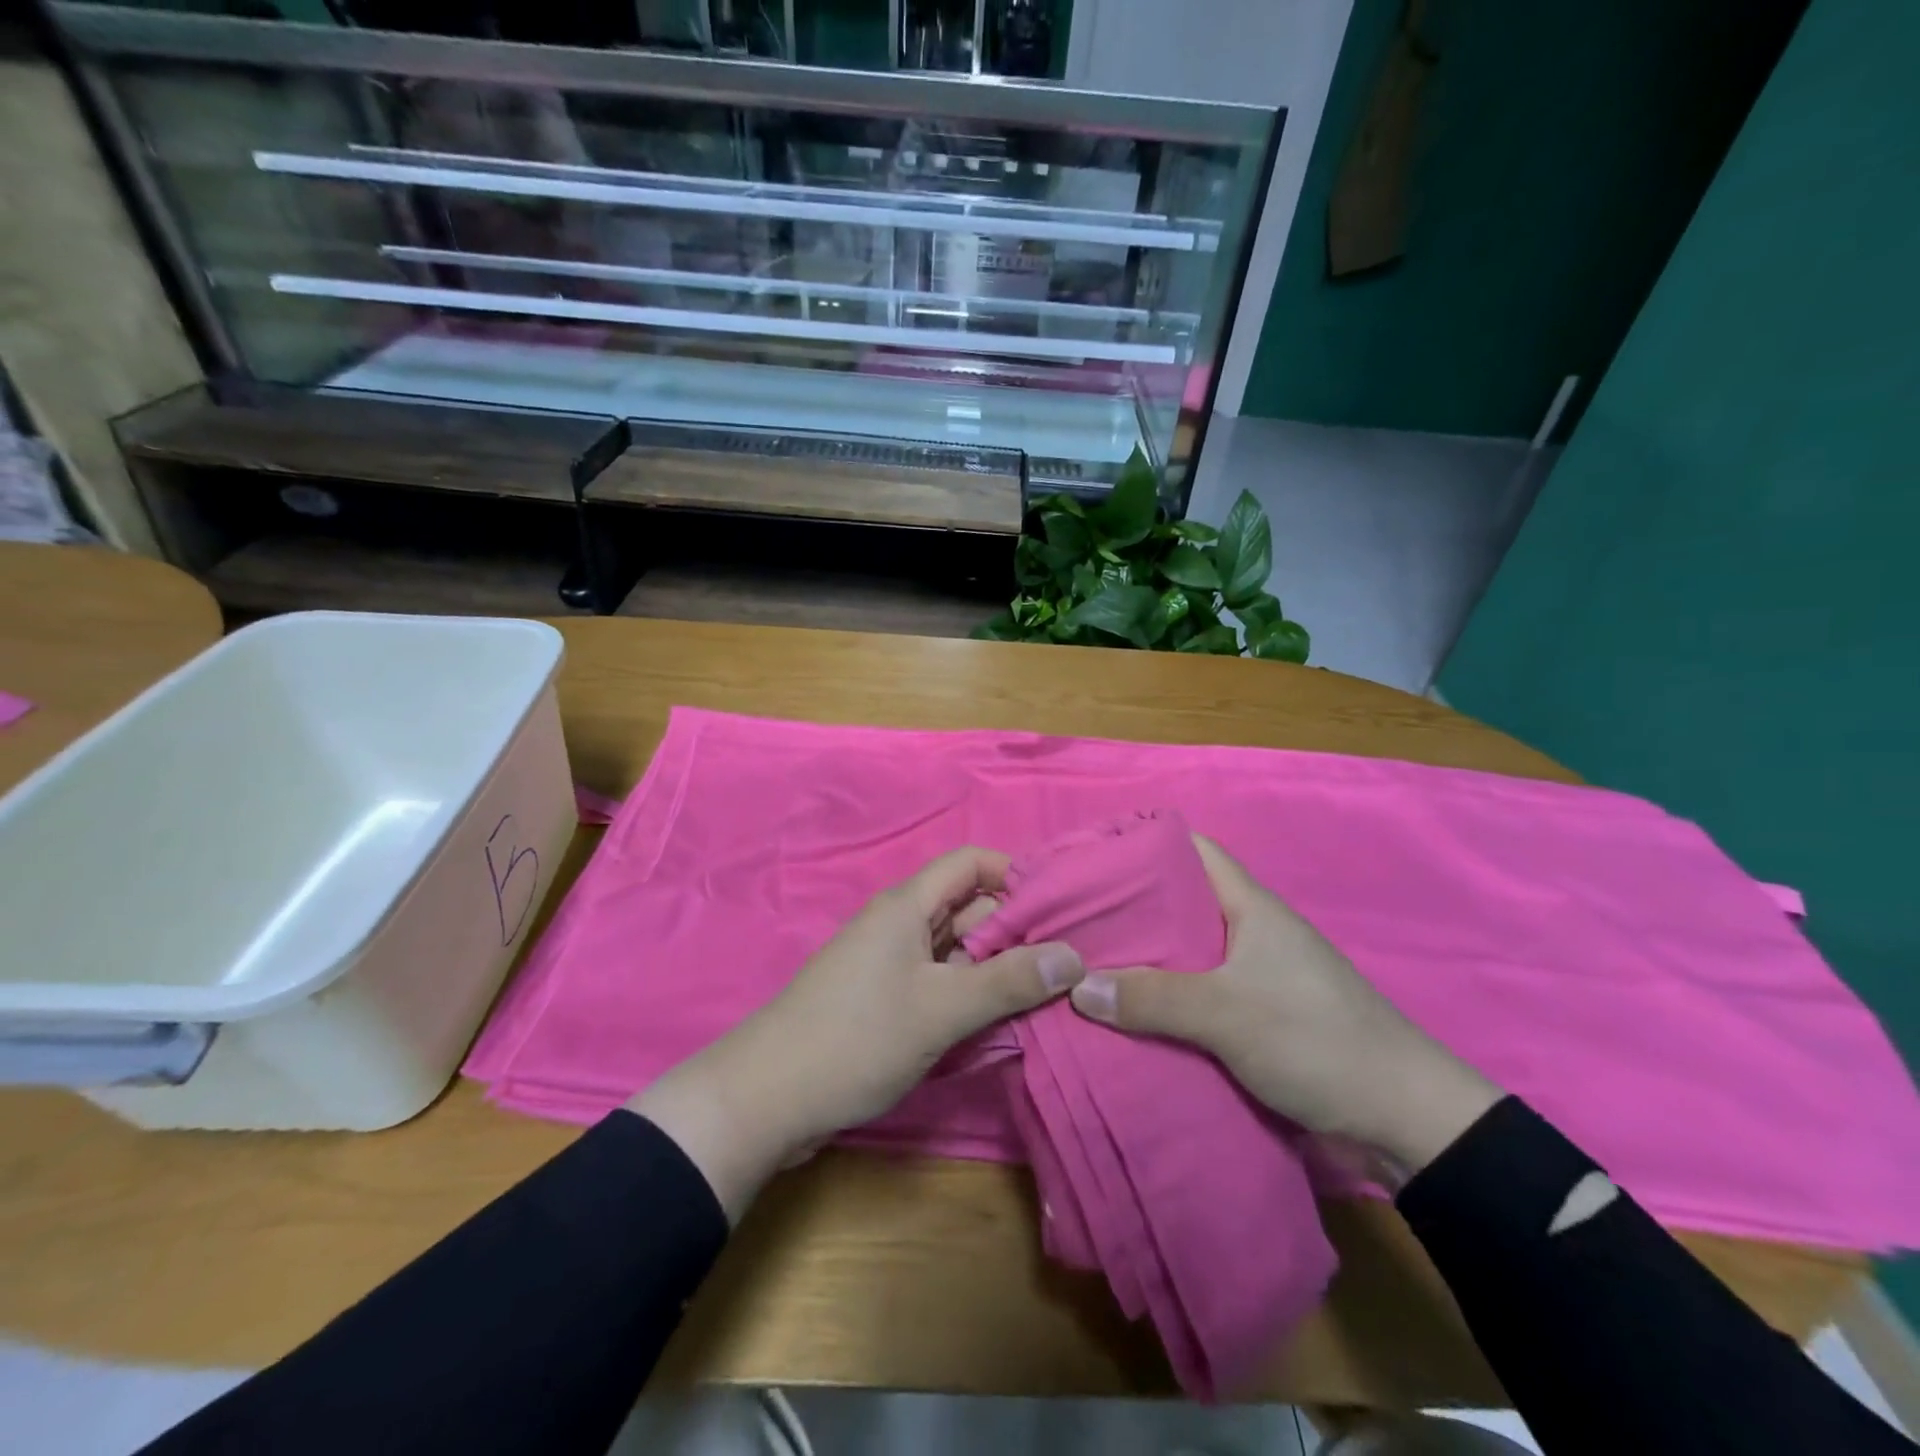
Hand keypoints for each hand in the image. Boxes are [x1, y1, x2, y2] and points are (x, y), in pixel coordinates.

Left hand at [629, 847, 1083, 1218]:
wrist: (767, 1098)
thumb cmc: (857, 1039)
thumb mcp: (942, 1009)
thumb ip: (1009, 981)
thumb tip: (1074, 955)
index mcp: (908, 906)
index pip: (972, 864)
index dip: (1015, 875)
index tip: (1060, 909)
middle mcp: (901, 924)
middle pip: (970, 909)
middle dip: (1016, 932)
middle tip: (1068, 966)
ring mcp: (891, 964)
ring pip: (957, 951)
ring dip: (996, 970)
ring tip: (1049, 998)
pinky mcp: (885, 1000)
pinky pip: (940, 982)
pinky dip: (970, 996)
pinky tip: (1002, 1024)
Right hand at [1068, 835, 1501, 1173]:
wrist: (1404, 1121)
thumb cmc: (1317, 1041)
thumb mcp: (1228, 1014)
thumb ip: (1152, 998)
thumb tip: (1077, 987)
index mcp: (1250, 907)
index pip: (1191, 850)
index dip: (1142, 845)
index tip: (1092, 859)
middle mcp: (1250, 932)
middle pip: (1179, 903)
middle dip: (1129, 909)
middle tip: (1074, 920)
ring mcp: (1255, 976)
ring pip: (1185, 953)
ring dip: (1144, 961)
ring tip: (1087, 966)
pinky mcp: (1258, 1017)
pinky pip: (1197, 995)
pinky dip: (1163, 1000)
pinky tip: (1127, 1015)